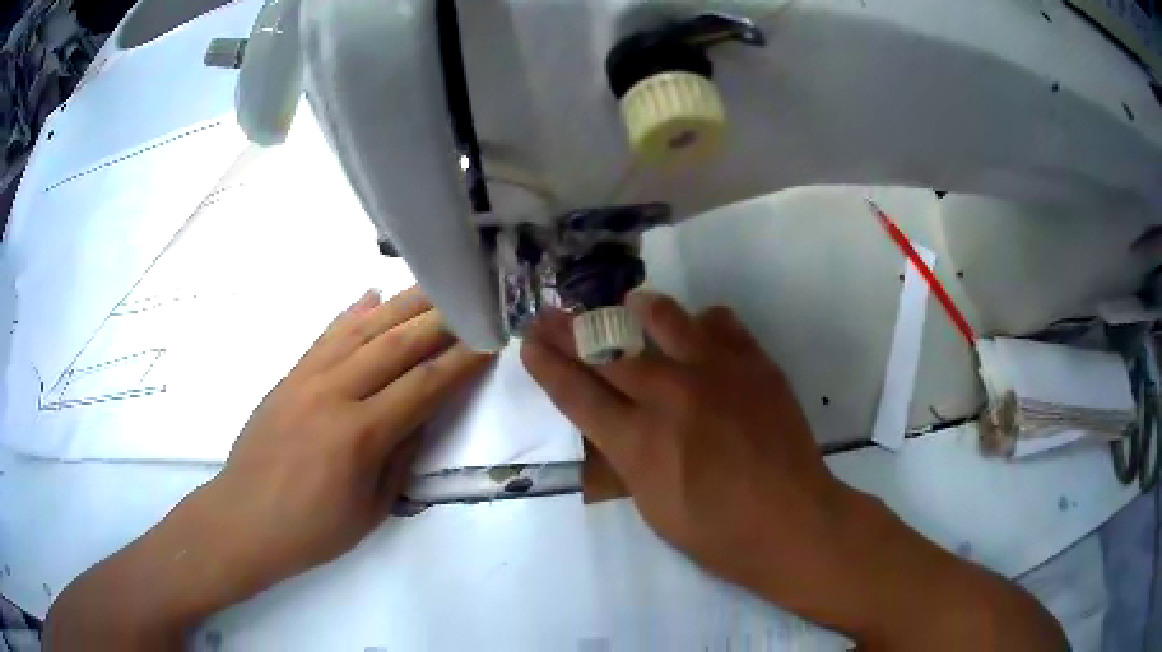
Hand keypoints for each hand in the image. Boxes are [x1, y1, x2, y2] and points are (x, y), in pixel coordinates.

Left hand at [197, 286, 491, 594]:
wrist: (245, 519)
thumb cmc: (312, 529)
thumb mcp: (371, 509)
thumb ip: (400, 457)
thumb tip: (421, 414)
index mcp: (359, 434)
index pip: (423, 385)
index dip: (461, 362)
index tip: (489, 341)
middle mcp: (334, 394)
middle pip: (396, 344)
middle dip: (441, 319)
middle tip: (472, 298)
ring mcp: (307, 378)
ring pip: (362, 329)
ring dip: (403, 304)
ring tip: (434, 284)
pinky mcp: (289, 375)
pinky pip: (326, 335)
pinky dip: (352, 312)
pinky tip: (373, 295)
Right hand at [521, 292, 846, 598]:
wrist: (792, 522)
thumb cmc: (716, 533)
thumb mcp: (651, 504)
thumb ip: (628, 454)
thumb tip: (616, 419)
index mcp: (637, 443)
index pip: (576, 393)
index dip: (547, 365)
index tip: (529, 343)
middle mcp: (669, 397)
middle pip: (606, 349)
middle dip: (569, 329)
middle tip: (551, 315)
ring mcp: (715, 373)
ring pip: (663, 317)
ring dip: (637, 309)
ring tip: (629, 305)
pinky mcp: (753, 363)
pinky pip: (720, 322)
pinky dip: (702, 323)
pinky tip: (699, 331)